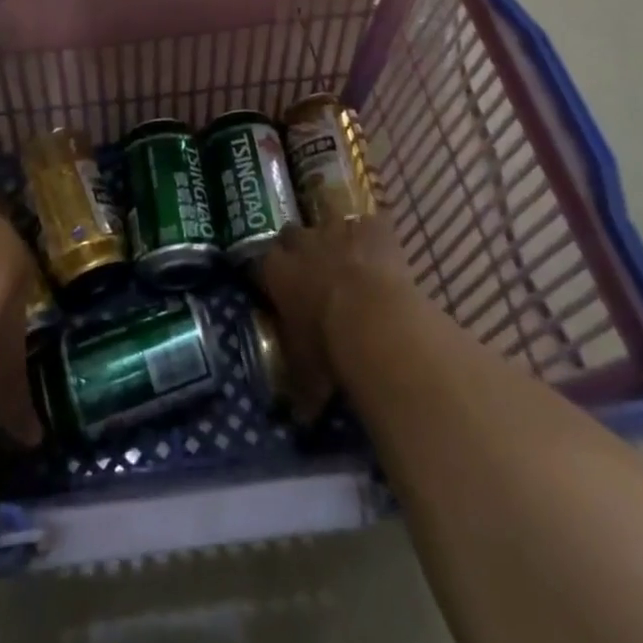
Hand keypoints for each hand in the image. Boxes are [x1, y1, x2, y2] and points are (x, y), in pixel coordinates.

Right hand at [255, 215, 411, 421]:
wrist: (374, 318)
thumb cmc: (329, 348)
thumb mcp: (307, 376)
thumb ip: (299, 391)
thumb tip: (297, 420)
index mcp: (276, 272)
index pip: (259, 263)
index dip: (268, 273)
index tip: (275, 286)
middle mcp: (301, 243)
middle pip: (290, 234)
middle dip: (298, 248)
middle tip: (311, 271)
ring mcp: (337, 229)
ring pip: (328, 222)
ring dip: (335, 238)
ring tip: (347, 259)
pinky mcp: (373, 226)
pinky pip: (370, 224)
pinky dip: (375, 236)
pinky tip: (382, 252)